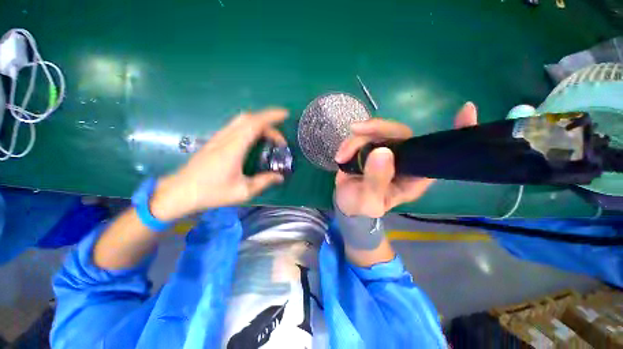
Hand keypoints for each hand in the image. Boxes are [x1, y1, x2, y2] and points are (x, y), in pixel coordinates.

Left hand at [150, 108, 288, 220]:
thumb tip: (280, 177)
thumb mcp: (243, 191)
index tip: (285, 114)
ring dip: (259, 124)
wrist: (180, 192)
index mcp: (234, 148)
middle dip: (269, 122)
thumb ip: (264, 182)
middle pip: (249, 118)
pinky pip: (236, 126)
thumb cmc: (211, 192)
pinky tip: (255, 140)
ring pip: (242, 120)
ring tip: (271, 138)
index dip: (271, 116)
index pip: (254, 123)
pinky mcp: (216, 140)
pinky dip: (251, 127)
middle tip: (280, 139)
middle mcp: (226, 138)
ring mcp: (219, 137)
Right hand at [334, 102, 477, 217]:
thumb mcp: (368, 201)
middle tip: (356, 131)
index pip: (439, 155)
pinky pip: (363, 135)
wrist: (345, 202)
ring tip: (342, 156)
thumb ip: (376, 181)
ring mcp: (386, 151)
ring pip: (378, 130)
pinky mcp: (370, 147)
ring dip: (357, 139)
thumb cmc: (360, 206)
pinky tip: (341, 155)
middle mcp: (404, 160)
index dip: (455, 134)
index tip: (466, 110)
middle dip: (377, 129)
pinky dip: (350, 142)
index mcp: (413, 177)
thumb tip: (382, 152)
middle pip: (400, 133)